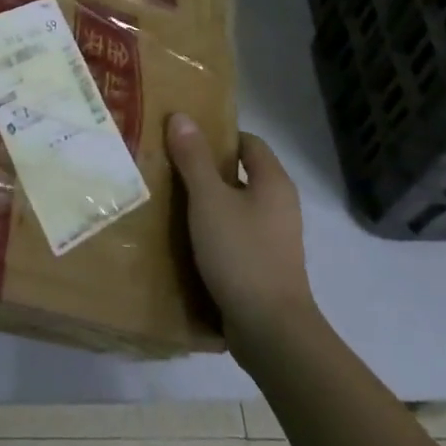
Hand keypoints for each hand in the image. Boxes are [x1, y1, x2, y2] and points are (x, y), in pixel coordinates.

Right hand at [166, 114, 316, 358]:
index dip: (217, 135)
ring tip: (167, 200)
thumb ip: (193, 159)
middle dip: (205, 169)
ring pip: (235, 206)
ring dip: (206, 202)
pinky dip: (211, 231)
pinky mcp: (262, 264)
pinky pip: (234, 235)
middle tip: (166, 165)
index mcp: (273, 182)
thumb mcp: (209, 200)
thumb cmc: (241, 253)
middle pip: (240, 174)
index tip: (182, 137)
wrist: (270, 329)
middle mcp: (279, 204)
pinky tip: (184, 238)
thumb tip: (181, 116)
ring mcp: (273, 237)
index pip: (247, 142)